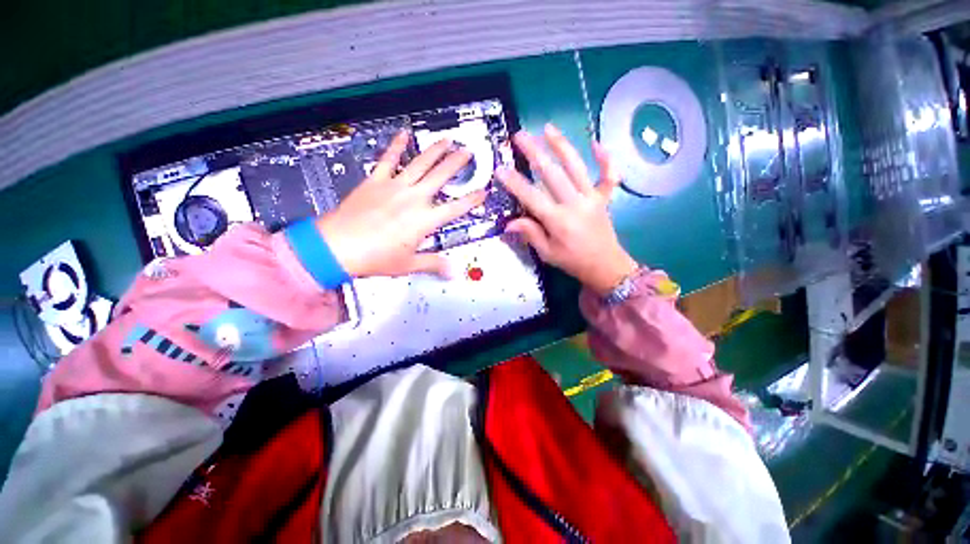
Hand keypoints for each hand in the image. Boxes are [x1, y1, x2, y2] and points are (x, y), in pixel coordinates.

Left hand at [315, 131, 485, 277]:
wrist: (338, 246)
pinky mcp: (375, 181)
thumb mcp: (408, 264)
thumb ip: (433, 264)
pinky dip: (396, 145)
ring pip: (420, 163)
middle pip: (441, 177)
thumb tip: (452, 271)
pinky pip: (388, 159)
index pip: (456, 208)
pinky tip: (404, 134)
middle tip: (468, 152)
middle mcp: (414, 199)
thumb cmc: (375, 257)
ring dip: (435, 150)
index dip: (472, 200)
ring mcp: (395, 187)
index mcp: (425, 220)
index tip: (483, 192)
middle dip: (457, 163)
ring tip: (447, 140)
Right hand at [496, 124, 637, 294]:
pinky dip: (605, 158)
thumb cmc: (573, 262)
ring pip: (577, 167)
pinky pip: (608, 175)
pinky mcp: (604, 197)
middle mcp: (575, 204)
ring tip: (548, 128)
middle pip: (552, 174)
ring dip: (562, 146)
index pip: (532, 197)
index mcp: (558, 221)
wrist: (605, 266)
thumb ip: (530, 234)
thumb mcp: (547, 253)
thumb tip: (509, 223)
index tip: (501, 168)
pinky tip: (596, 143)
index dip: (515, 183)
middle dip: (534, 153)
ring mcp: (592, 198)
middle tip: (519, 135)